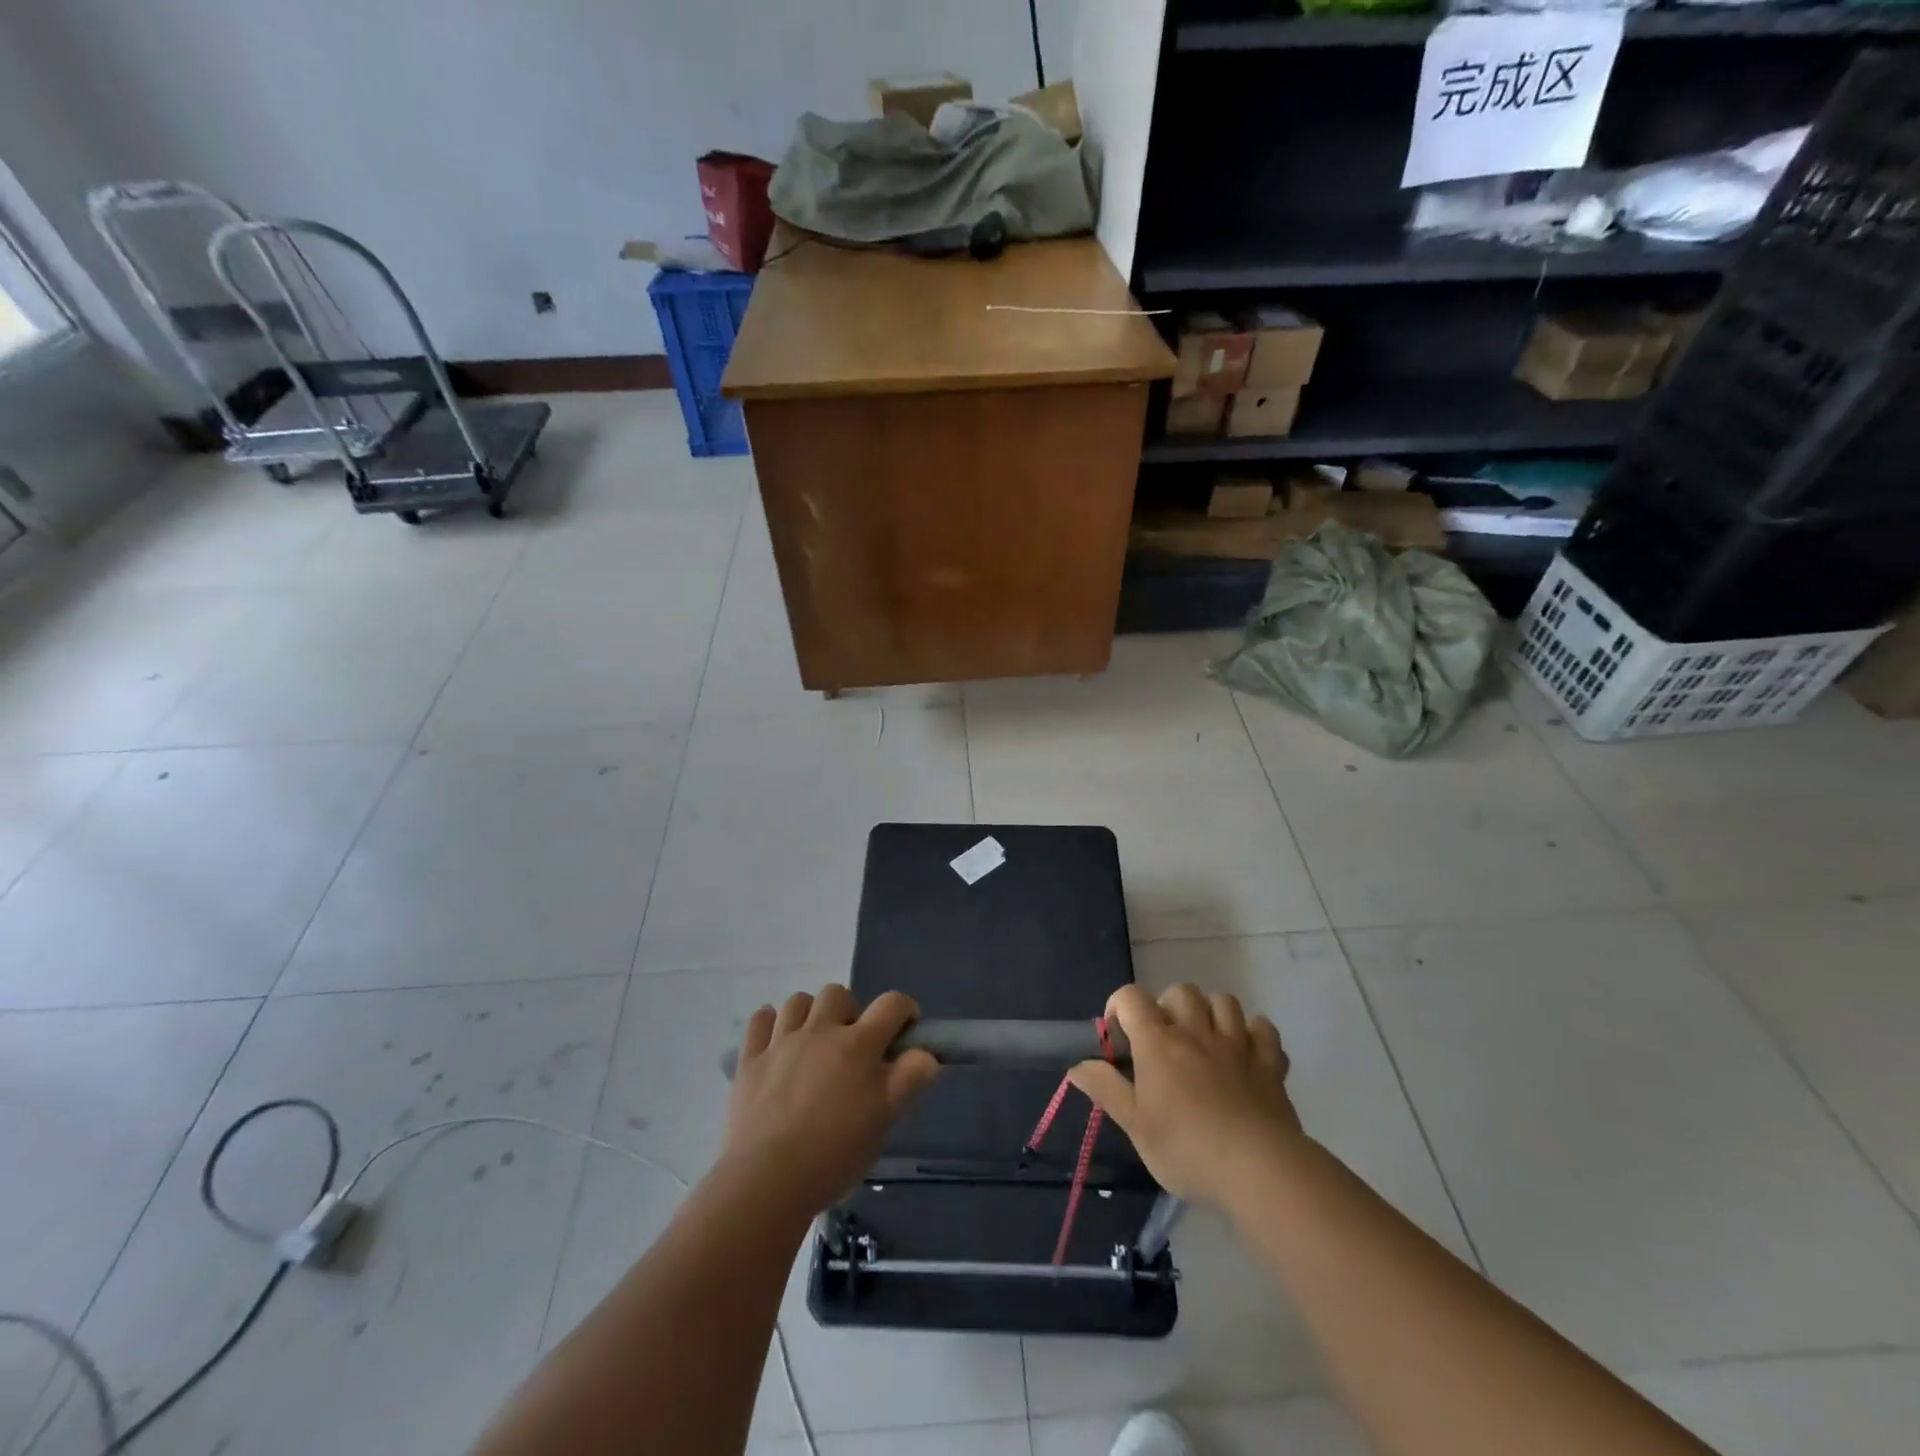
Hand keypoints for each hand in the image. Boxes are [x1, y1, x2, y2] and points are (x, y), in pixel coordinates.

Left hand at [721, 985, 939, 1217]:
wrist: (767, 1181)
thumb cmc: (834, 1154)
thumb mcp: (884, 1121)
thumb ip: (909, 1081)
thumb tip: (926, 1054)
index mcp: (858, 1045)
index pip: (891, 1004)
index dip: (904, 1009)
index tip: (906, 1029)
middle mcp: (820, 1031)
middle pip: (838, 994)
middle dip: (850, 1011)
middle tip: (852, 1045)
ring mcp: (781, 1042)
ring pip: (798, 1001)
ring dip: (810, 1014)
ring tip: (813, 1043)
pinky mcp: (749, 1059)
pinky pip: (760, 1019)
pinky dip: (770, 1024)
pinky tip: (776, 1043)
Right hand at [1068, 983, 1301, 1206]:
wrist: (1259, 1169)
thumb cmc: (1188, 1149)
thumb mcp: (1136, 1126)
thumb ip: (1106, 1089)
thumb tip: (1076, 1065)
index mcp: (1158, 1043)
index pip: (1131, 998)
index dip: (1119, 1005)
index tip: (1118, 1034)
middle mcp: (1196, 1032)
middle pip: (1180, 992)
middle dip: (1168, 1006)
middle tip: (1164, 1039)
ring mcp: (1236, 1043)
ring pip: (1223, 1001)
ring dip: (1211, 1012)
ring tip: (1204, 1039)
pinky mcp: (1268, 1062)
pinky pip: (1263, 1029)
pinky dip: (1253, 1033)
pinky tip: (1245, 1052)